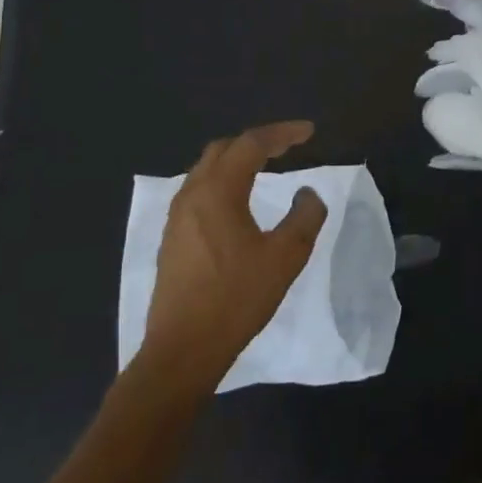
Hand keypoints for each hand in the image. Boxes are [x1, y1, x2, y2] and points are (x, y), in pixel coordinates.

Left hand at [142, 121, 328, 390]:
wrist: (182, 350)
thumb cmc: (236, 299)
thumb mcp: (285, 257)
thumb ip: (304, 217)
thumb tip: (307, 194)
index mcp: (218, 192)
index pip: (251, 144)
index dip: (283, 133)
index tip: (309, 132)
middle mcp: (192, 195)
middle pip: (223, 149)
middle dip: (257, 141)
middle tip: (288, 146)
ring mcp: (177, 217)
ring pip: (206, 169)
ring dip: (237, 160)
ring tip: (266, 167)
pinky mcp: (172, 238)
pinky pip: (199, 191)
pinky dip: (223, 181)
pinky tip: (238, 201)